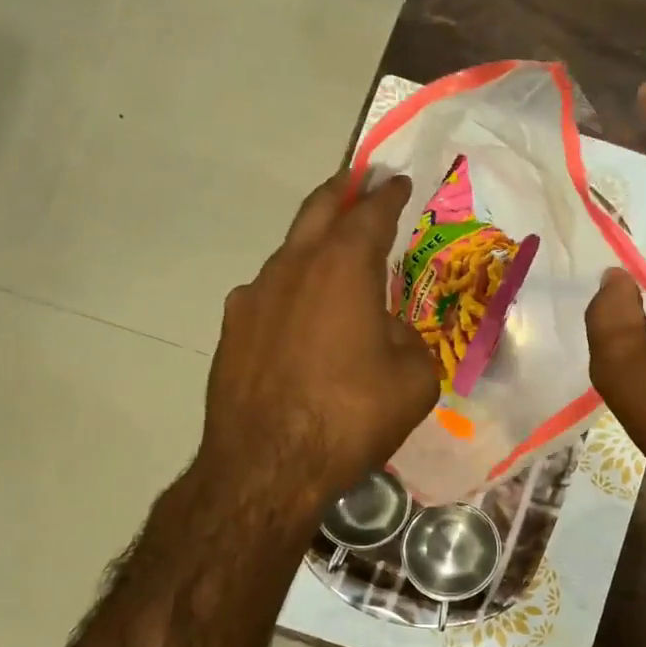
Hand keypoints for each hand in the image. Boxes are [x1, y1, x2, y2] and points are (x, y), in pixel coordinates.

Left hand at [200, 170, 437, 517]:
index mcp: (343, 268)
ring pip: (288, 255)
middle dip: (342, 191)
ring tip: (332, 261)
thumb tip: (389, 332)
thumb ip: (408, 341)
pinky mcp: (232, 331)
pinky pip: (268, 297)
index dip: (387, 195)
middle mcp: (293, 268)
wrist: (267, 466)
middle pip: (318, 211)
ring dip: (313, 247)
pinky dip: (290, 293)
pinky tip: (299, 320)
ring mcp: (253, 297)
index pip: (370, 214)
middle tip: (357, 180)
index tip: (396, 180)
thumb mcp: (413, 381)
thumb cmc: (350, 418)